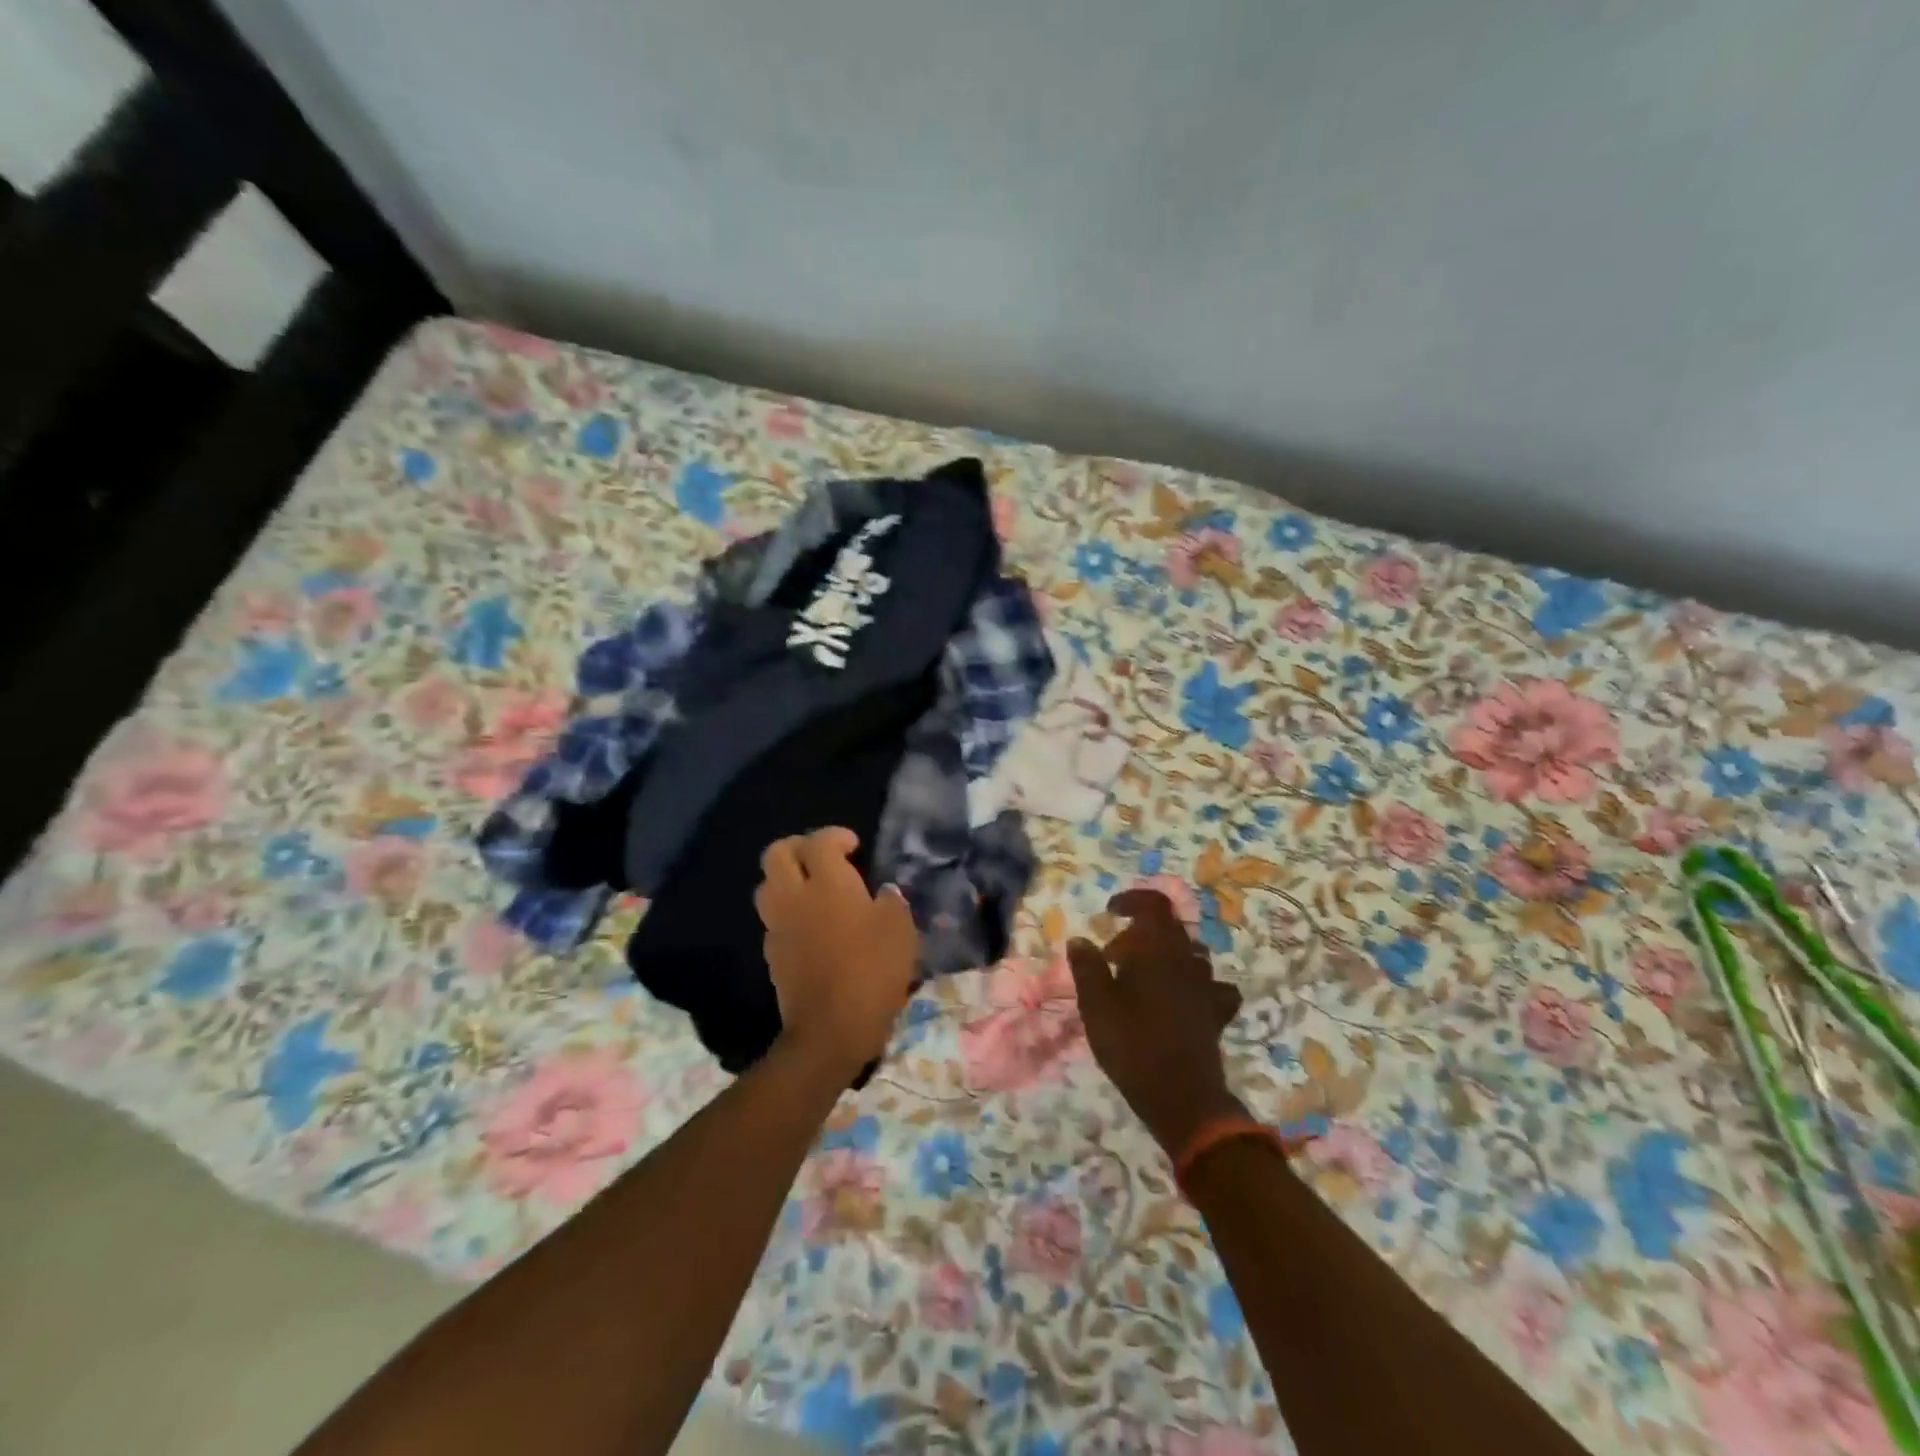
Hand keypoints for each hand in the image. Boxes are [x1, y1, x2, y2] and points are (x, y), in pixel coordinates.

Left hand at [755, 828, 918, 1074]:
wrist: (830, 1029)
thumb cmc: (872, 971)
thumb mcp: (899, 930)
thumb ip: (891, 901)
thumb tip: (882, 893)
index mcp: (827, 883)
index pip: (819, 842)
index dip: (835, 836)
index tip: (853, 846)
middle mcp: (794, 896)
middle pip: (776, 854)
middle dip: (798, 846)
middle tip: (822, 856)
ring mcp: (778, 925)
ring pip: (767, 885)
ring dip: (786, 878)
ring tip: (813, 888)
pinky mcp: (772, 954)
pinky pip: (773, 918)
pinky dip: (788, 910)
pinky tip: (811, 924)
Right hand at [1068, 889, 1244, 1154]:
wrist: (1182, 1098)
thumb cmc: (1133, 1045)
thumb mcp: (1096, 1006)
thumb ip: (1087, 967)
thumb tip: (1080, 939)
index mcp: (1158, 950)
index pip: (1155, 905)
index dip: (1133, 900)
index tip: (1110, 912)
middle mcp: (1187, 960)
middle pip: (1169, 929)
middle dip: (1139, 934)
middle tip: (1112, 958)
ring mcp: (1207, 986)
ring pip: (1189, 954)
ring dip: (1164, 956)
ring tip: (1139, 979)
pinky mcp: (1216, 1013)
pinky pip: (1211, 985)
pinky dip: (1194, 983)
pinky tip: (1180, 999)